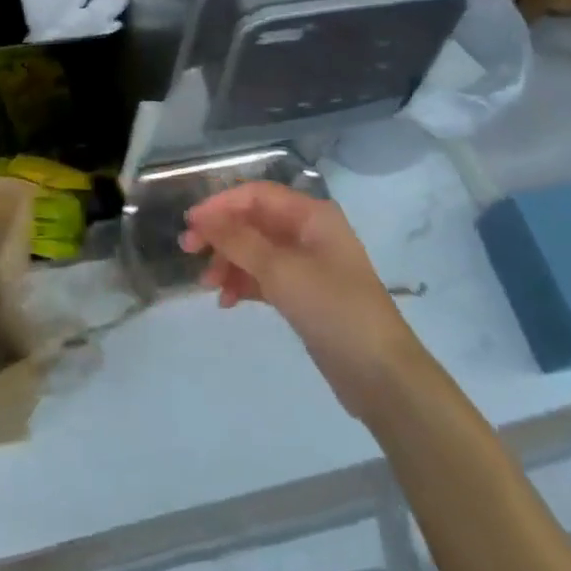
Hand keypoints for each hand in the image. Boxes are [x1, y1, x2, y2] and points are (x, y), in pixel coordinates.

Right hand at [181, 182, 420, 421]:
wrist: (381, 375)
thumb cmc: (334, 309)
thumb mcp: (282, 271)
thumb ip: (239, 241)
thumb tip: (203, 218)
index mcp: (312, 215)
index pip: (257, 195)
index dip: (221, 205)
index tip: (190, 224)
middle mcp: (309, 232)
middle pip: (255, 221)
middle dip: (222, 235)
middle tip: (189, 253)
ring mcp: (308, 264)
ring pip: (257, 251)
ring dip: (230, 262)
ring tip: (208, 286)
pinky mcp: (305, 295)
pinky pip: (266, 277)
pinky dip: (245, 284)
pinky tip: (227, 301)